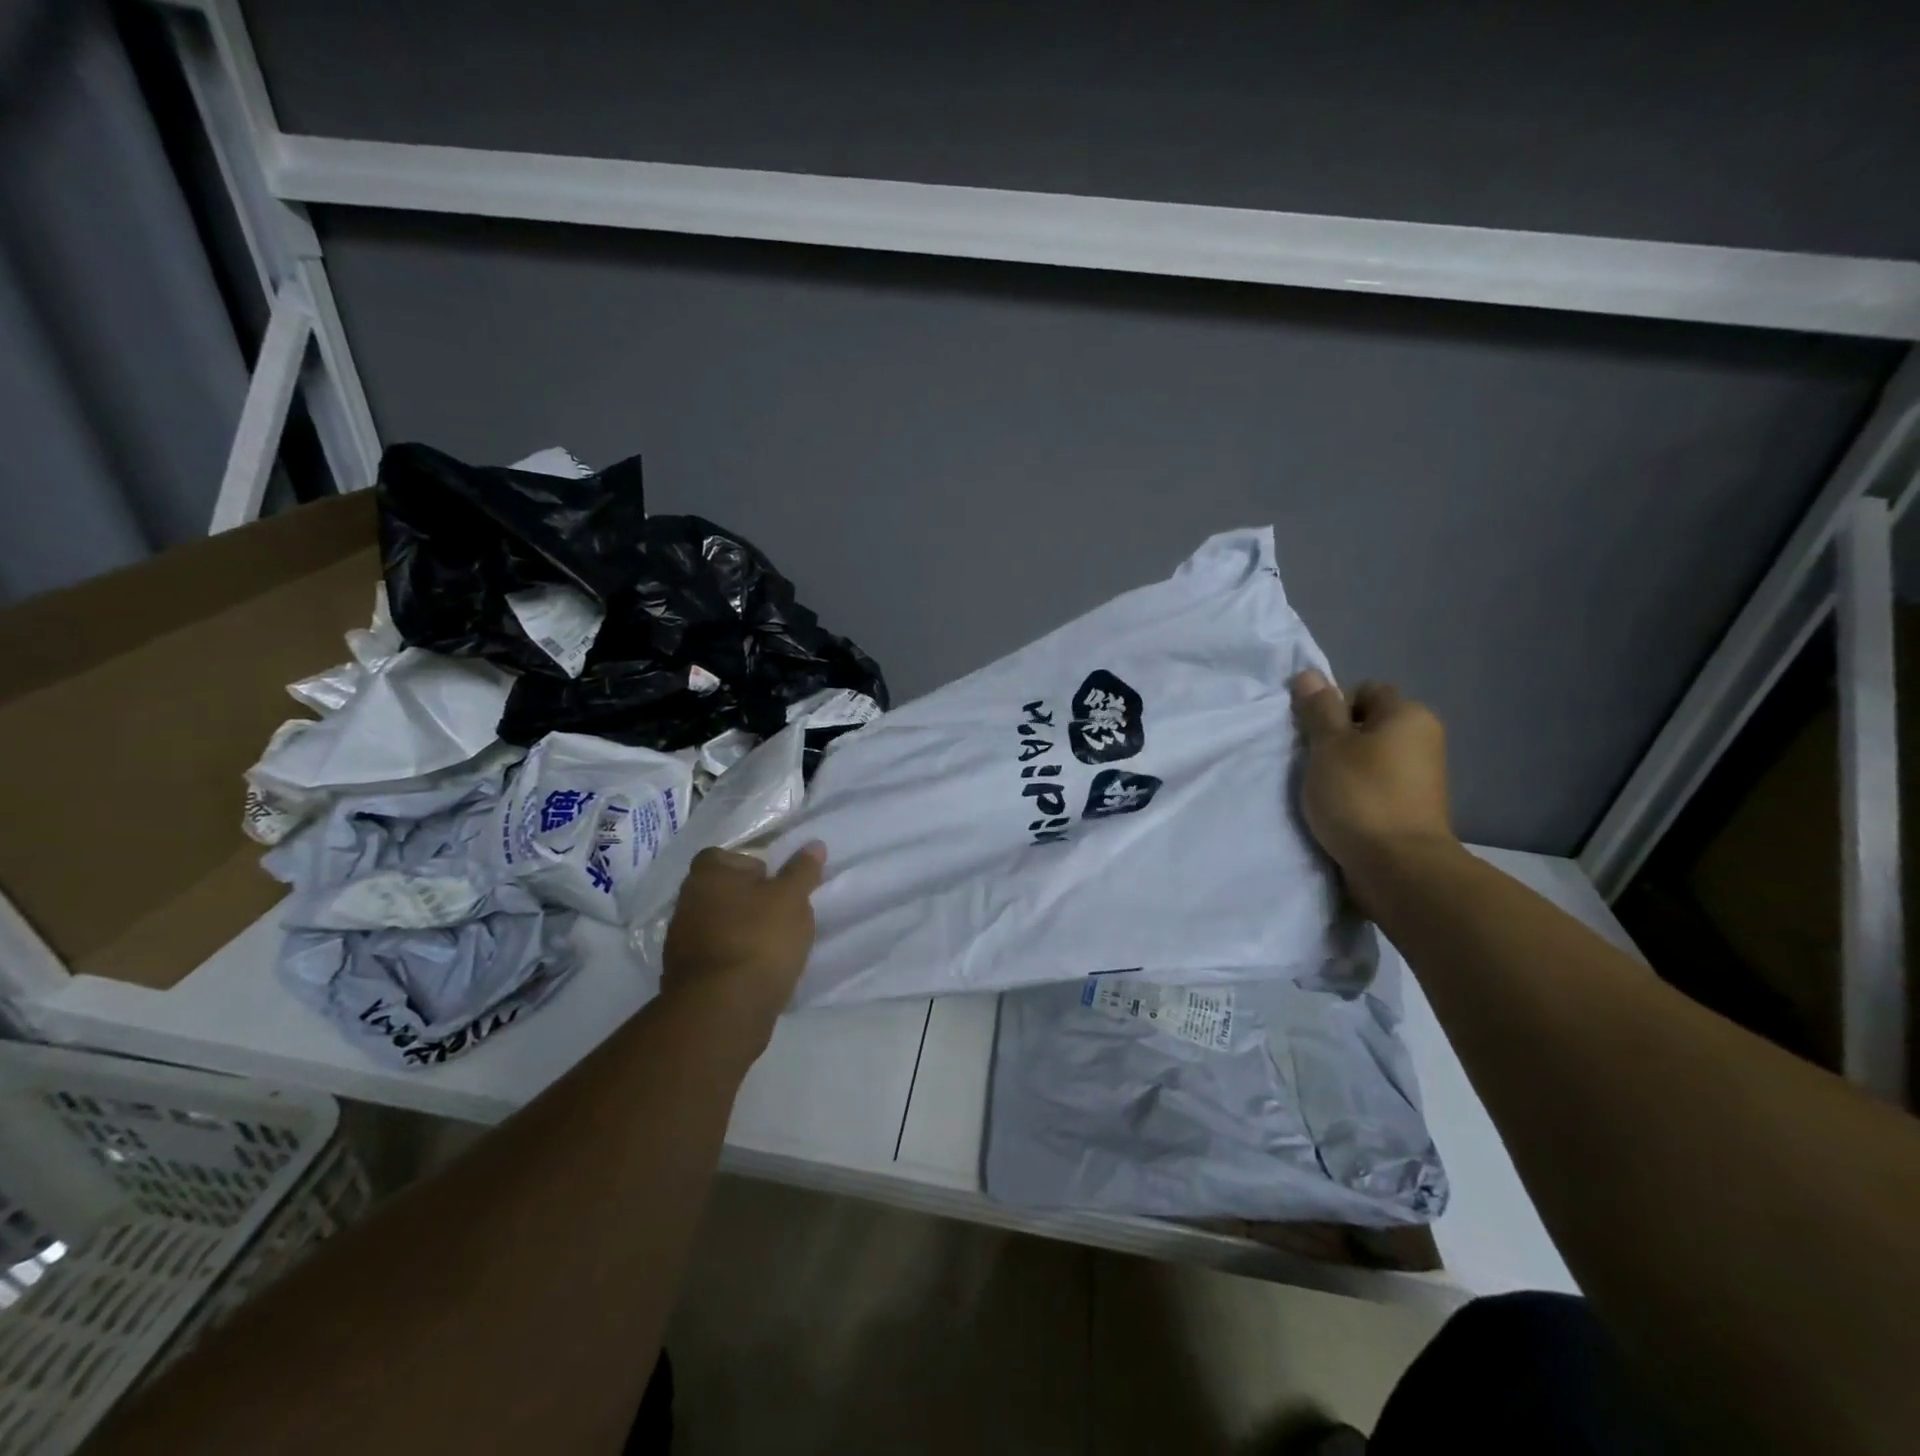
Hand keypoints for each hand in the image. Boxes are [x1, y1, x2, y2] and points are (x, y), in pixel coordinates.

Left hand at [661, 842, 826, 1038]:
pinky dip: (733, 957)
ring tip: (773, 946)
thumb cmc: (759, 939)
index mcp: (707, 874)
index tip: (778, 886)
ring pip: (719, 923)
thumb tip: (814, 844)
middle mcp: (686, 901)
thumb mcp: (792, 899)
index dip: (755, 867)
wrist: (722, 1009)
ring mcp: (679, 940)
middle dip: (750, 900)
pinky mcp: (683, 974)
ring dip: (741, 930)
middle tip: (781, 914)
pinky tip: (756, 971)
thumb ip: (802, 871)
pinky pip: (715, 954)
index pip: (728, 856)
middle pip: (724, 891)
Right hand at [1290, 670, 1457, 882]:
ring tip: (1324, 791)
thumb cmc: (1360, 796)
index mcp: (1408, 715)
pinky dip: (1359, 792)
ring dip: (1346, 768)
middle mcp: (1423, 738)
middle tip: (1314, 763)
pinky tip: (1341, 811)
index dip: (1334, 707)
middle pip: (1368, 724)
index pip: (1365, 691)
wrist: (1398, 867)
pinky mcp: (1415, 807)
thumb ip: (1318, 710)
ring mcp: (1423, 775)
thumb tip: (1309, 674)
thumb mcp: (1328, 746)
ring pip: (1372, 757)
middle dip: (1338, 739)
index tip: (1315, 736)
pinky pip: (1379, 785)